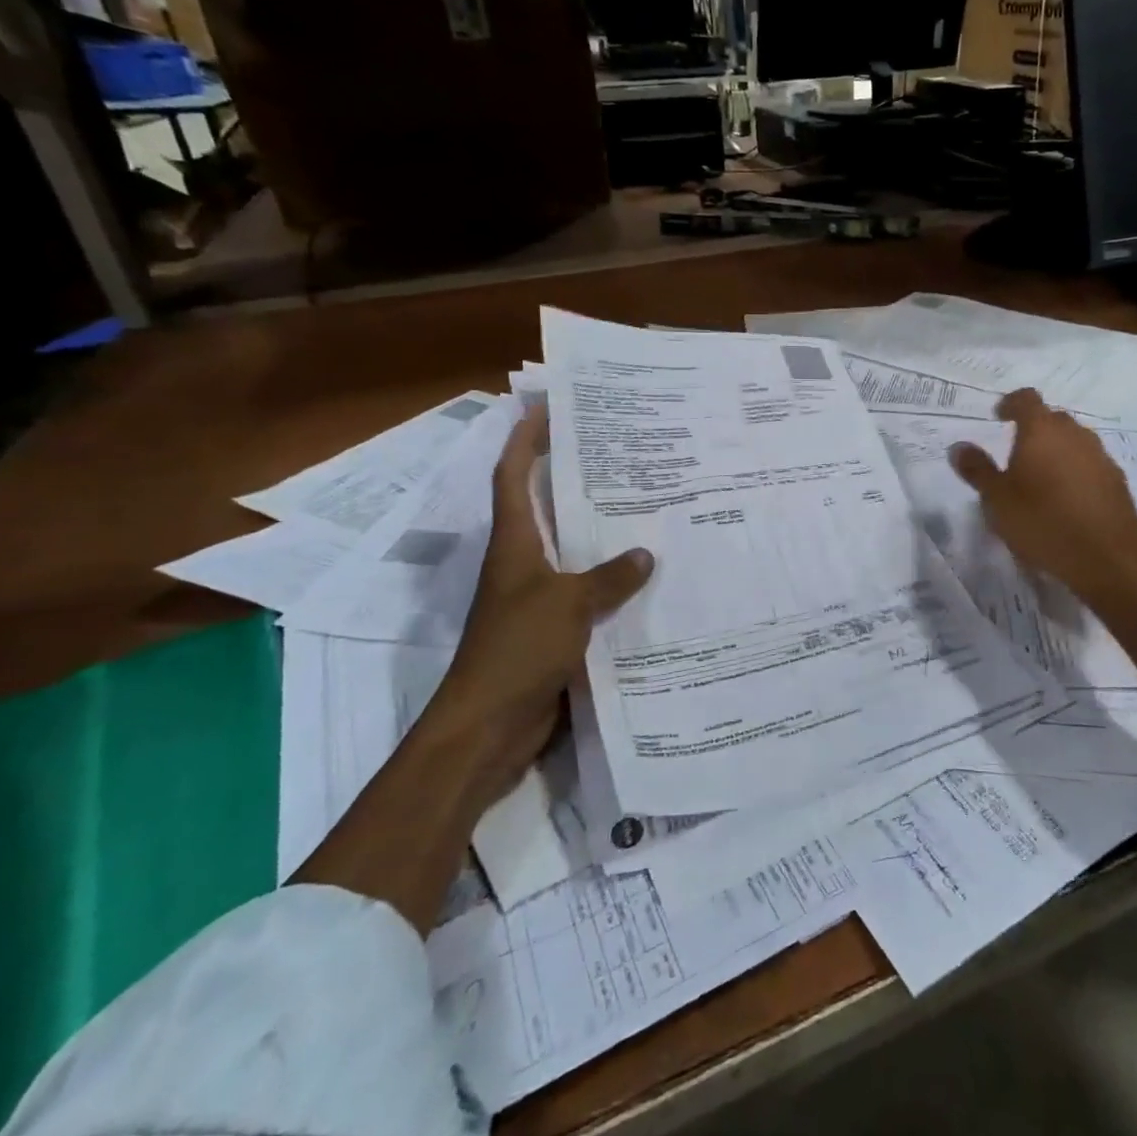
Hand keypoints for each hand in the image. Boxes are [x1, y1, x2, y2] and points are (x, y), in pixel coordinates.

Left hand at [428, 405, 653, 804]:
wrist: (489, 726)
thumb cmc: (517, 650)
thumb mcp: (568, 604)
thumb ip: (609, 577)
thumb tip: (645, 553)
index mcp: (514, 545)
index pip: (513, 478)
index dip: (524, 441)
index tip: (545, 409)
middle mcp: (523, 565)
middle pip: (544, 509)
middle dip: (571, 479)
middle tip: (617, 454)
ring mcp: (537, 600)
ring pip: (572, 553)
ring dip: (599, 532)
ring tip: (644, 508)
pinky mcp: (554, 631)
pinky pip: (588, 594)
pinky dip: (611, 582)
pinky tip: (647, 580)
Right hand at [948, 388, 1136, 603]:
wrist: (1108, 560)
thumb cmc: (1043, 523)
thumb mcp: (997, 500)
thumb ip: (977, 470)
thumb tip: (958, 447)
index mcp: (1042, 431)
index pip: (1026, 399)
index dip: (1010, 404)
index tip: (998, 417)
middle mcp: (1075, 434)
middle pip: (1052, 418)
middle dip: (1033, 429)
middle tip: (1015, 453)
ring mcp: (1100, 456)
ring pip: (1073, 441)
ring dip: (1056, 450)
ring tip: (1039, 478)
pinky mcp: (1117, 481)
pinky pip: (1089, 464)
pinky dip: (1074, 470)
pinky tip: (1065, 499)